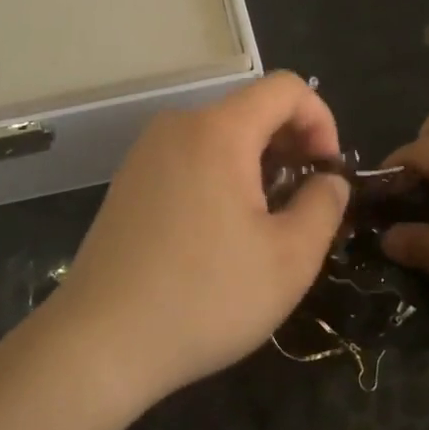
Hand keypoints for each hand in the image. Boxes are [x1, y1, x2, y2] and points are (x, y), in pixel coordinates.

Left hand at [48, 72, 350, 410]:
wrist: (99, 342)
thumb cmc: (205, 297)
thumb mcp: (290, 259)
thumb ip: (324, 205)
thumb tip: (329, 180)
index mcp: (219, 130)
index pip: (285, 88)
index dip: (321, 120)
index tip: (327, 173)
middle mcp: (178, 125)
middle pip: (252, 109)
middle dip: (291, 146)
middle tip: (305, 202)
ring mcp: (146, 152)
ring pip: (221, 135)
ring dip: (258, 164)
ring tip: (266, 222)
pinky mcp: (129, 180)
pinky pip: (191, 157)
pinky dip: (221, 175)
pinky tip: (221, 232)